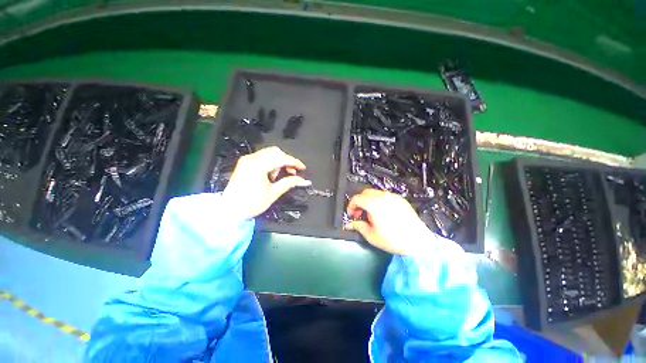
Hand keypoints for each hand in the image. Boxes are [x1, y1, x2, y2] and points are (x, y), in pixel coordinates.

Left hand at [223, 146, 310, 219]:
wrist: (229, 210)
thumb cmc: (251, 204)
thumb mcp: (273, 194)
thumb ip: (289, 183)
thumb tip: (303, 180)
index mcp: (258, 166)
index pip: (281, 158)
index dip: (294, 162)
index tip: (302, 168)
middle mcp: (251, 159)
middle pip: (275, 152)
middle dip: (287, 160)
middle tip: (293, 172)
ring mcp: (246, 160)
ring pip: (269, 153)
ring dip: (279, 161)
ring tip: (279, 176)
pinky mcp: (244, 163)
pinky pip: (262, 157)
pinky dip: (270, 162)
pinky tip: (271, 174)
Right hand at [345, 189, 433, 254]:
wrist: (418, 242)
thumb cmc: (395, 240)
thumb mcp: (371, 235)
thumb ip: (358, 226)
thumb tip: (350, 224)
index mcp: (374, 204)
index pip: (356, 198)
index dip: (351, 206)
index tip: (351, 214)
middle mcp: (383, 197)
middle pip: (365, 192)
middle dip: (359, 202)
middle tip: (359, 213)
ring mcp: (393, 197)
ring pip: (375, 192)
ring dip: (369, 200)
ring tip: (370, 214)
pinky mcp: (401, 200)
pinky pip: (385, 195)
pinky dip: (379, 200)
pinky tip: (382, 212)